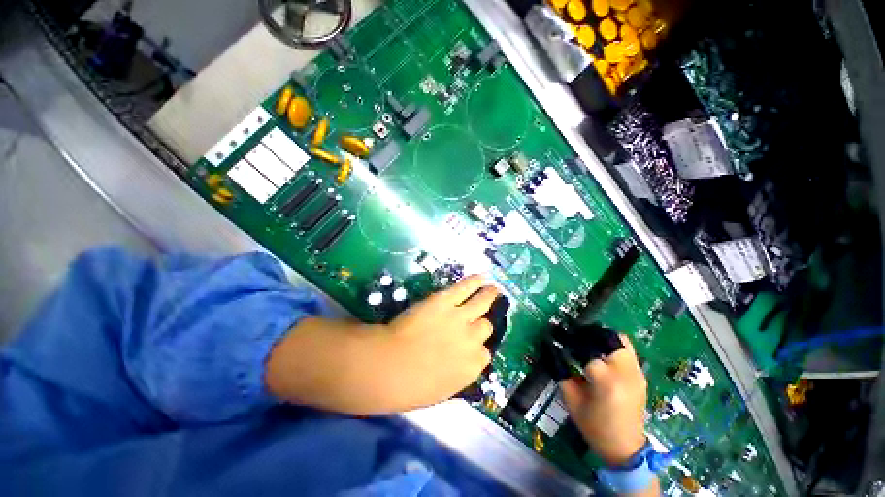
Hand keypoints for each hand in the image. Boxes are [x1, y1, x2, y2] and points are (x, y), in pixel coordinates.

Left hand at [266, 275, 498, 414]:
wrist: (391, 365)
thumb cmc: (409, 385)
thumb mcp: (439, 389)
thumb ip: (455, 375)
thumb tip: (458, 364)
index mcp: (471, 367)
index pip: (484, 354)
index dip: (477, 347)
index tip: (471, 344)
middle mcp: (471, 341)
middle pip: (485, 327)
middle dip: (480, 323)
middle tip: (478, 317)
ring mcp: (460, 318)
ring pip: (482, 304)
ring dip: (489, 295)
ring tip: (493, 289)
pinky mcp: (446, 301)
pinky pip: (465, 289)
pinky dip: (474, 282)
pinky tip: (481, 277)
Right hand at [560, 334, 647, 466]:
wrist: (625, 449)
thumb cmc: (595, 427)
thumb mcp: (571, 400)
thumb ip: (561, 372)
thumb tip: (552, 349)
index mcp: (606, 380)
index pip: (586, 350)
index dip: (570, 344)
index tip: (559, 343)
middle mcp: (625, 372)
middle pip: (608, 338)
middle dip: (590, 335)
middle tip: (575, 340)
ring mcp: (637, 373)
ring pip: (621, 341)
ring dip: (602, 340)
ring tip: (589, 346)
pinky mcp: (641, 376)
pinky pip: (627, 351)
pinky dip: (613, 348)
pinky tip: (601, 356)